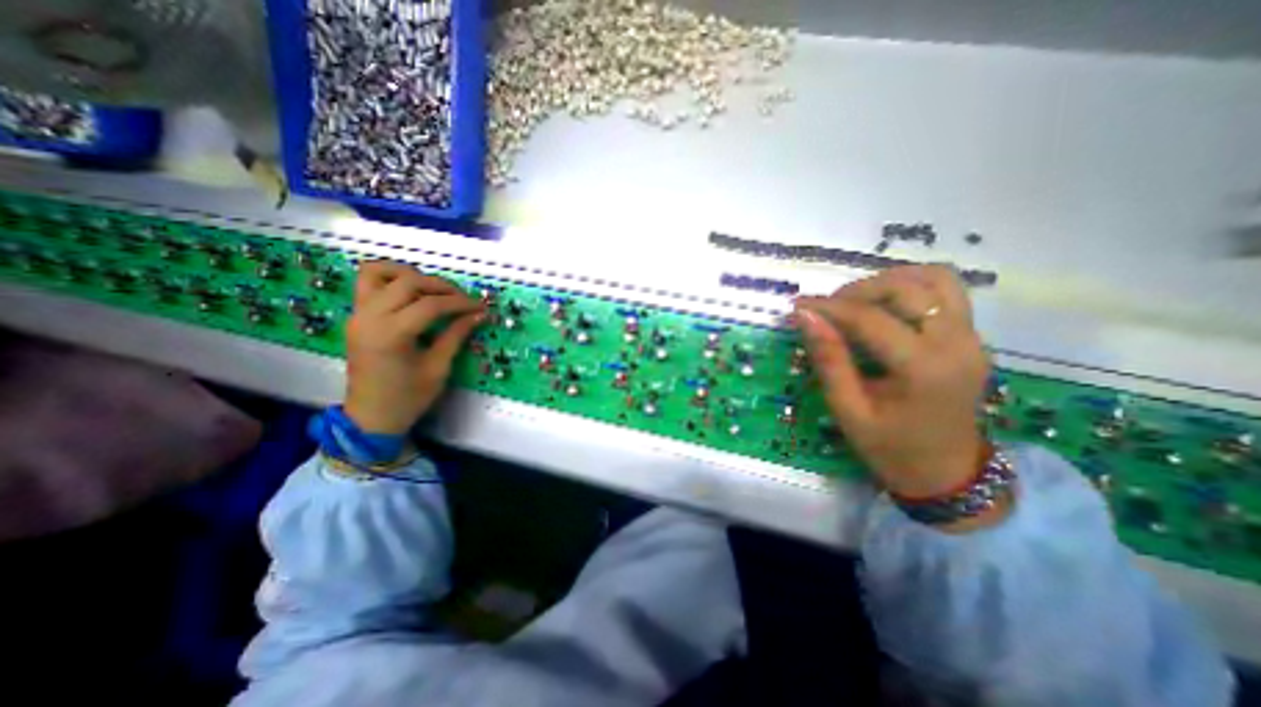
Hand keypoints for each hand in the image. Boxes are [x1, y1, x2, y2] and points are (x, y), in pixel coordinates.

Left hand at [343, 261, 482, 436]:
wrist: (371, 417)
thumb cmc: (409, 397)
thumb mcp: (438, 368)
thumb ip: (456, 335)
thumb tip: (478, 315)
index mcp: (392, 335)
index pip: (431, 305)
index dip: (460, 303)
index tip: (480, 306)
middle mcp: (370, 317)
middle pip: (408, 282)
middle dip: (441, 286)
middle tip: (462, 299)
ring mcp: (358, 314)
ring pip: (379, 272)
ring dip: (410, 274)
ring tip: (434, 289)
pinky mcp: (356, 316)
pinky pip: (368, 283)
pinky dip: (390, 278)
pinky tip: (412, 291)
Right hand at [796, 265, 995, 501]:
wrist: (946, 472)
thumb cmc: (890, 448)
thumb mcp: (848, 410)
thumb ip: (828, 360)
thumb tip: (805, 317)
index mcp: (923, 369)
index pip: (871, 319)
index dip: (829, 308)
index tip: (798, 305)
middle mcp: (956, 344)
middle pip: (906, 289)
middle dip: (858, 290)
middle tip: (826, 309)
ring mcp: (971, 337)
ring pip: (934, 279)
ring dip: (888, 281)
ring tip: (855, 302)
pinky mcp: (972, 336)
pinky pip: (945, 291)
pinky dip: (911, 286)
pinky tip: (884, 305)